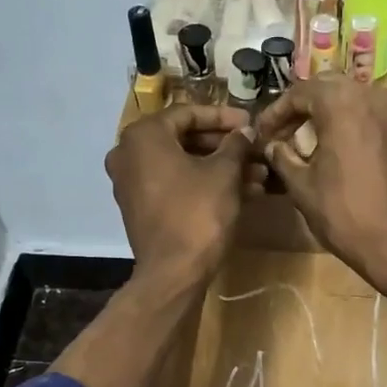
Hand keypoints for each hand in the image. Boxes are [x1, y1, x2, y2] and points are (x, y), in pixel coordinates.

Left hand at [106, 106, 259, 287]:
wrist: (174, 272)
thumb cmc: (198, 213)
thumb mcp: (224, 173)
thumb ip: (235, 145)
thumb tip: (245, 131)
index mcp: (144, 136)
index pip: (188, 113)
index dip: (224, 117)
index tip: (250, 124)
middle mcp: (129, 154)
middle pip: (184, 139)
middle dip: (225, 147)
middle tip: (255, 151)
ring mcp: (131, 183)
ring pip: (183, 165)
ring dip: (220, 168)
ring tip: (257, 176)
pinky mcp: (141, 208)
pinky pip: (175, 185)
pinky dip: (203, 185)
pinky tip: (240, 193)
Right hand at [254, 82, 386, 291]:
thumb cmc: (344, 214)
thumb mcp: (302, 187)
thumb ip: (283, 157)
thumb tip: (272, 145)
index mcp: (342, 102)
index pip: (300, 92)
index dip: (276, 112)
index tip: (263, 133)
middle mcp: (373, 96)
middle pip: (330, 88)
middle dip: (304, 108)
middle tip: (284, 133)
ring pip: (355, 100)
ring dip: (330, 114)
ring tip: (311, 142)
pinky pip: (374, 119)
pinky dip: (354, 127)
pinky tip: (342, 153)